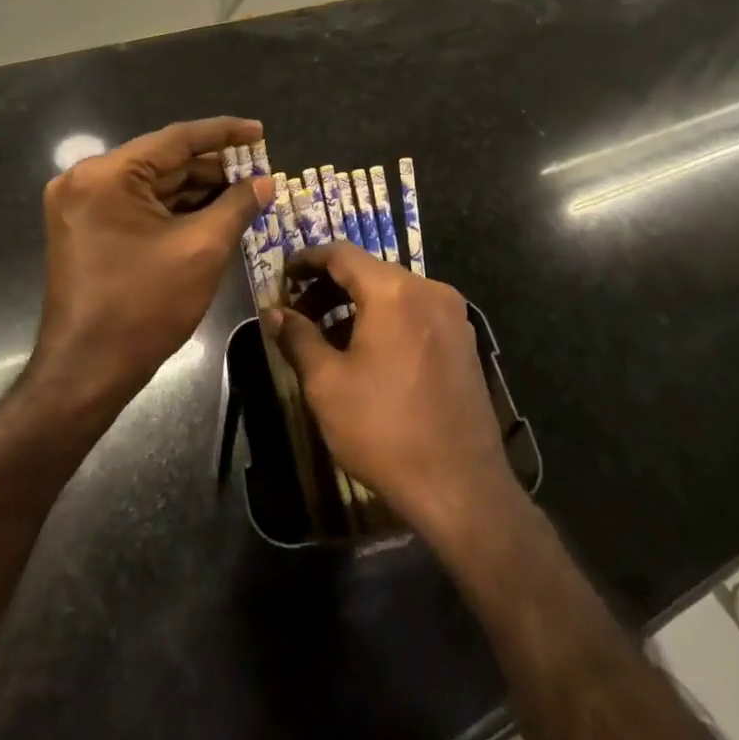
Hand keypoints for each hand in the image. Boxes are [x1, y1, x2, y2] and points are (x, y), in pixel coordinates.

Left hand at [33, 116, 272, 414]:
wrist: (86, 372)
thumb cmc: (144, 306)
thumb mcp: (202, 249)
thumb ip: (237, 205)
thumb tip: (265, 181)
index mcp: (108, 175)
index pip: (176, 139)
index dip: (224, 134)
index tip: (259, 132)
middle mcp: (87, 179)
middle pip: (164, 161)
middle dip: (214, 167)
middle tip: (259, 171)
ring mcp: (83, 205)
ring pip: (154, 184)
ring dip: (198, 189)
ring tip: (246, 191)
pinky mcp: (87, 228)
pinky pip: (140, 205)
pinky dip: (176, 208)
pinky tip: (214, 211)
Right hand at [263, 243, 518, 540]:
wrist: (460, 485)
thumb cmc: (383, 429)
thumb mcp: (327, 384)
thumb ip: (298, 338)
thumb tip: (274, 312)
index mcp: (394, 290)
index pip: (342, 254)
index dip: (308, 260)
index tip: (283, 275)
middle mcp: (429, 289)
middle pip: (370, 271)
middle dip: (330, 287)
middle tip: (298, 313)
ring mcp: (453, 315)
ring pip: (395, 293)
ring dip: (358, 306)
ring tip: (327, 338)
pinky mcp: (464, 341)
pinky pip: (416, 314)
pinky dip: (387, 320)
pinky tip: (368, 353)